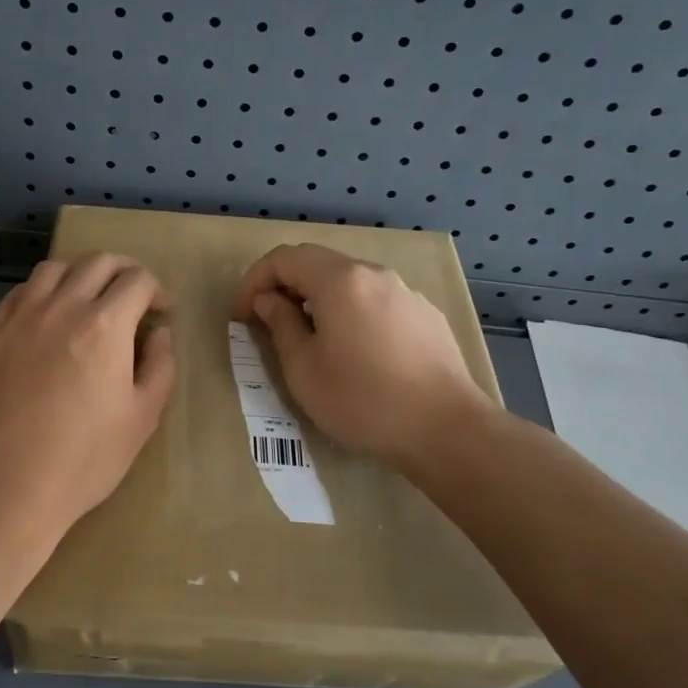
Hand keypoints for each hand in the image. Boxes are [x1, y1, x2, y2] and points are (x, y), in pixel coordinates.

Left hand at [0, 254, 174, 551]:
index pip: (137, 280)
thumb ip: (159, 366)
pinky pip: (17, 296)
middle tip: (132, 298)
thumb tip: (159, 334)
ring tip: (88, 299)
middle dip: (123, 272)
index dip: (157, 290)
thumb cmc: (85, 459)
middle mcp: (60, 309)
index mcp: (104, 326)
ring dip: (80, 274)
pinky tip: (46, 316)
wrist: (7, 487)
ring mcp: (18, 320)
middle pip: (96, 262)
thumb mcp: (142, 418)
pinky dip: (40, 293)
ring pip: (52, 269)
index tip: (161, 313)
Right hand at [231, 244, 493, 472]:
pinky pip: (376, 300)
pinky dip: (351, 312)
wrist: (445, 429)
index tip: (242, 316)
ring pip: (349, 281)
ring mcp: (405, 293)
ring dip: (318, 299)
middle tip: (268, 322)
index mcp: (339, 281)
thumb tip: (270, 301)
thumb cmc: (362, 401)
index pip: (284, 258)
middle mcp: (374, 274)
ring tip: (310, 338)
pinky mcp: (426, 315)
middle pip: (318, 263)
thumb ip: (280, 325)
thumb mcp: (303, 369)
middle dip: (285, 286)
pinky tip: (355, 350)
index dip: (254, 282)